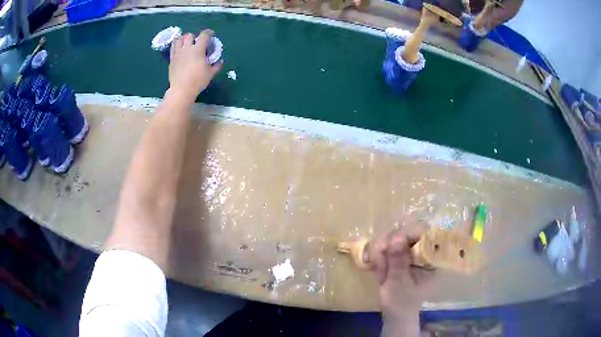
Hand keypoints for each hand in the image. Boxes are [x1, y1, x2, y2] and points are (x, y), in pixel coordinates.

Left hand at [168, 29, 221, 102]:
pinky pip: (172, 47)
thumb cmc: (197, 81)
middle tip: (196, 42)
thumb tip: (220, 61)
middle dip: (194, 37)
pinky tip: (179, 48)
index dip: (209, 33)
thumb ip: (216, 66)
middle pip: (189, 35)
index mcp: (198, 49)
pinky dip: (176, 44)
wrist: (181, 90)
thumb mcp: (210, 73)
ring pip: (179, 39)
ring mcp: (178, 53)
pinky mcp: (172, 58)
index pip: (204, 35)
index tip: (211, 35)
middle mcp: (187, 48)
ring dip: (183, 39)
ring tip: (186, 43)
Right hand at [367, 226, 433, 324]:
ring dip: (383, 248)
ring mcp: (415, 251)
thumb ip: (398, 262)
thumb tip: (396, 238)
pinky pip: (390, 243)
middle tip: (379, 255)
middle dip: (391, 242)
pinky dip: (381, 252)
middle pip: (409, 231)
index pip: (426, 233)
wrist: (395, 313)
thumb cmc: (400, 303)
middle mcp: (426, 251)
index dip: (408, 233)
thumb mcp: (398, 284)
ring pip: (397, 235)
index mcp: (433, 258)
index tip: (391, 243)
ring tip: (379, 267)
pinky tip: (378, 265)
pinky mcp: (404, 253)